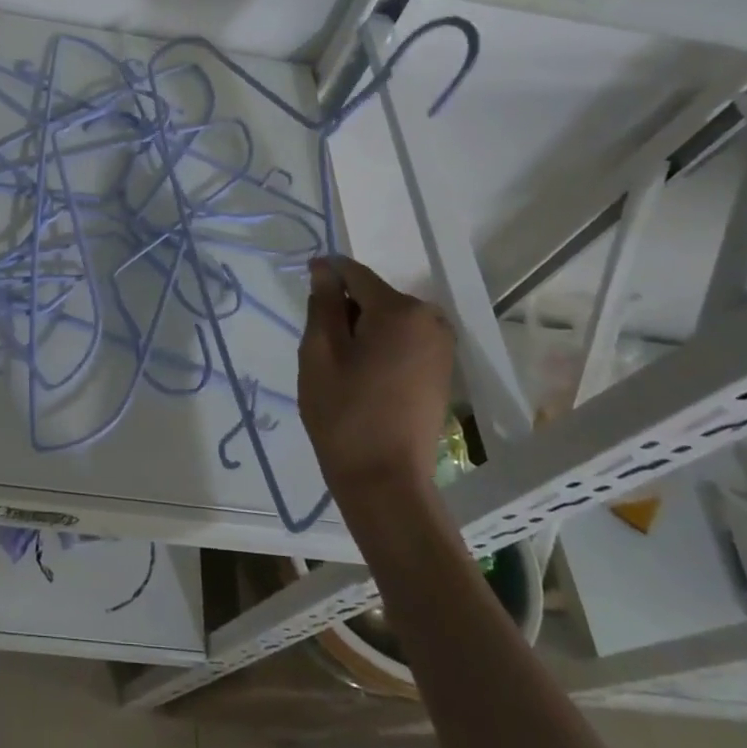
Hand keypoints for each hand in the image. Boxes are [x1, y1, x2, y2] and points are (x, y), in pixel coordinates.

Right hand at [297, 256, 454, 498]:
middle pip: (374, 295)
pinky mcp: (443, 369)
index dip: (325, 275)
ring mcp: (442, 345)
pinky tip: (364, 378)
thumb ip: (323, 303)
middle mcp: (430, 319)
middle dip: (345, 310)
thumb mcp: (320, 352)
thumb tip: (324, 268)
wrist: (385, 480)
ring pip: (388, 318)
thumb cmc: (344, 412)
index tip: (304, 292)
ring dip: (361, 330)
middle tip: (322, 348)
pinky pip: (403, 339)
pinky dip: (380, 346)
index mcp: (400, 310)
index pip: (355, 273)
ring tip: (342, 367)